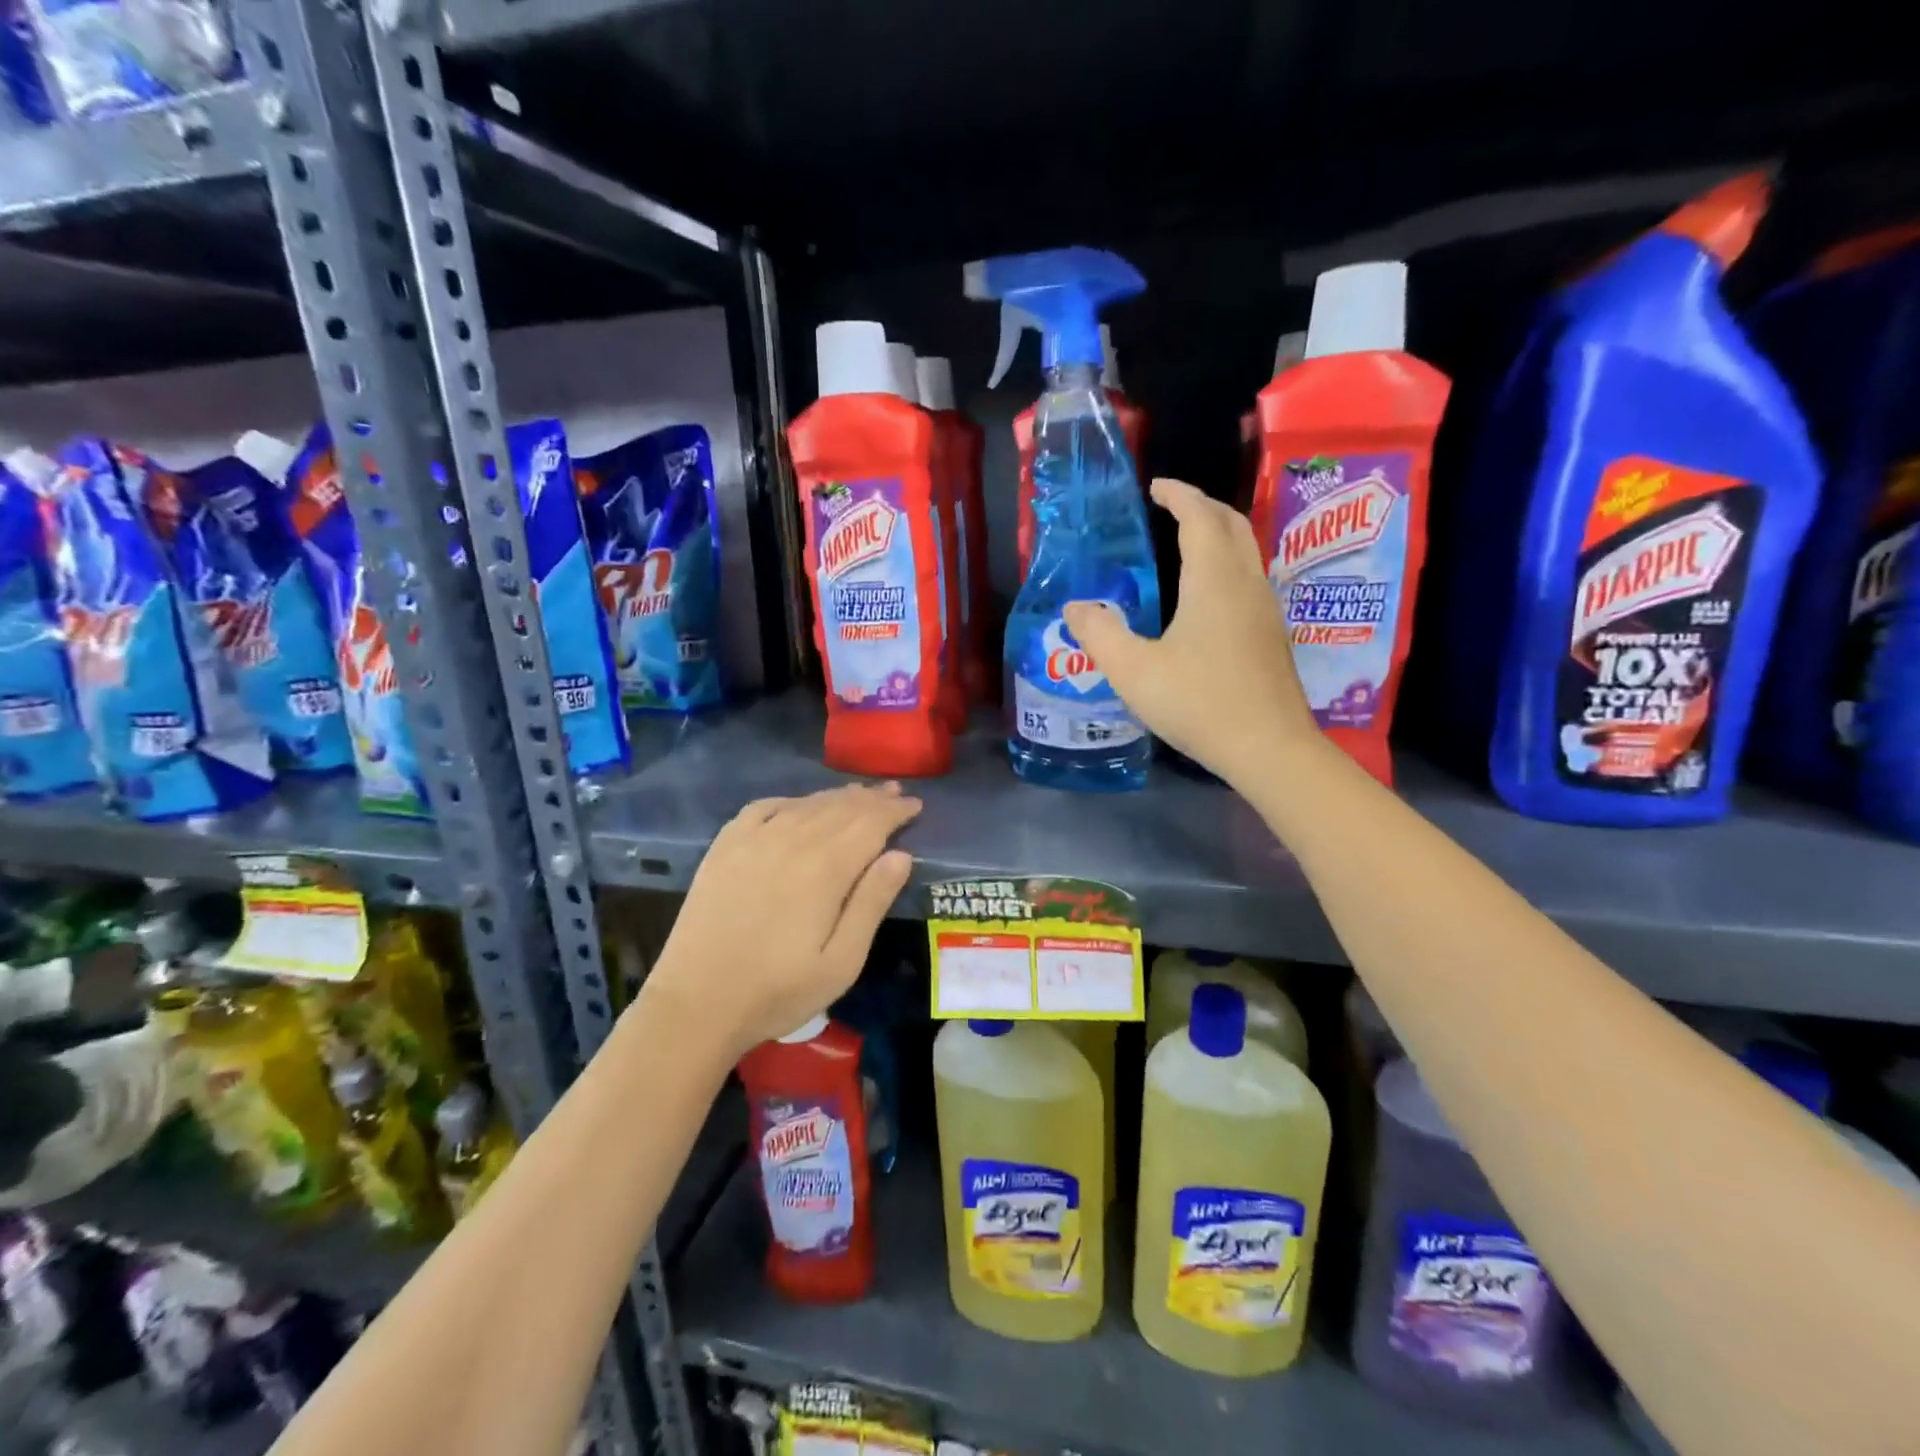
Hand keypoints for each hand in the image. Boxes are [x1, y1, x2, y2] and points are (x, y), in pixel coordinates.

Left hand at [640, 784, 920, 1060]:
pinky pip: (763, 807)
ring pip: (806, 804)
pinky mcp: (725, 847)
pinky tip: (799, 804)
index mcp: (825, 869)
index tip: (916, 805)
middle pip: (841, 808)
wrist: (697, 1004)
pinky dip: (790, 800)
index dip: (895, 812)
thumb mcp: (842, 962)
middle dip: (872, 799)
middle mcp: (791, 841)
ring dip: (837, 796)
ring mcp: (753, 840)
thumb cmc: (779, 991)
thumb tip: (900, 854)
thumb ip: (872, 903)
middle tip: (895, 793)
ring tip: (859, 794)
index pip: (870, 824)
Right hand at [1064, 478, 1317, 785]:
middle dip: (1203, 507)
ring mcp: (1266, 609)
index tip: (1157, 487)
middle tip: (1173, 507)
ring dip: (1219, 535)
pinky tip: (1207, 596)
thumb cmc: (1198, 702)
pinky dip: (1227, 564)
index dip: (1179, 495)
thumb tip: (1075, 607)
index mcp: (1214, 580)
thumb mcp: (1133, 670)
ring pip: (1247, 551)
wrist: (1268, 747)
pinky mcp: (1272, 636)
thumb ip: (1099, 634)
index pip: (1199, 517)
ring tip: (1188, 544)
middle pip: (1232, 525)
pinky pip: (1250, 579)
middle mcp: (1246, 583)